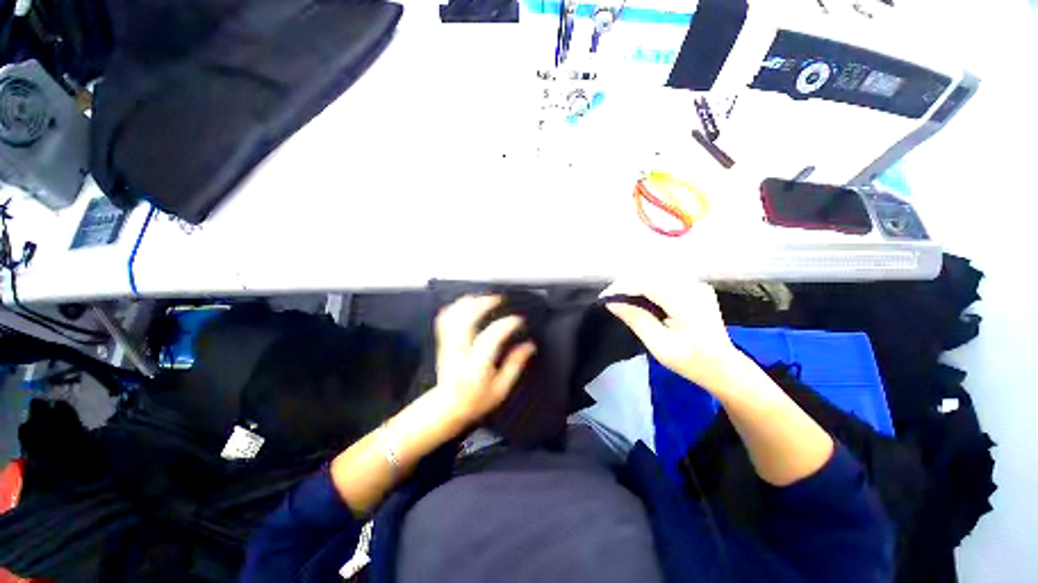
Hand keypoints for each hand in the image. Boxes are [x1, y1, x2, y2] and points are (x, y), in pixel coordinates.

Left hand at [432, 295, 535, 425]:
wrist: (446, 408)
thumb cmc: (475, 401)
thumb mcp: (501, 389)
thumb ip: (515, 365)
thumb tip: (529, 346)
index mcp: (476, 365)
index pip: (492, 337)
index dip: (507, 324)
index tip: (518, 320)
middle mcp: (460, 352)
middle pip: (467, 320)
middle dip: (483, 304)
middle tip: (498, 299)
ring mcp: (449, 345)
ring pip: (454, 316)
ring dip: (469, 303)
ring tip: (483, 298)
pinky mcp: (443, 343)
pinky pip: (444, 320)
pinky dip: (455, 308)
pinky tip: (465, 304)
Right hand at [603, 276, 742, 393]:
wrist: (724, 368)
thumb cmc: (691, 361)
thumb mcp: (659, 345)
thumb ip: (636, 319)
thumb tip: (612, 303)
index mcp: (685, 300)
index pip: (646, 282)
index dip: (622, 287)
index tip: (604, 298)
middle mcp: (692, 286)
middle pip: (650, 274)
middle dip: (627, 283)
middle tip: (611, 298)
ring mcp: (696, 285)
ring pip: (657, 274)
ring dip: (636, 283)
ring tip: (621, 297)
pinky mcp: (695, 288)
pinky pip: (665, 279)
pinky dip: (648, 285)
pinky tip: (639, 296)